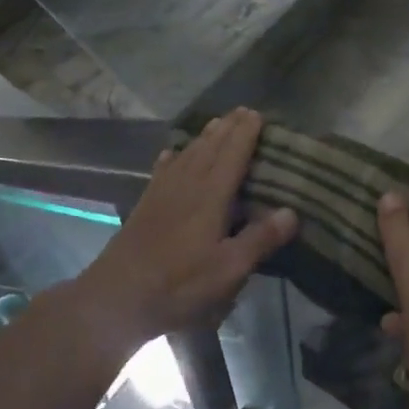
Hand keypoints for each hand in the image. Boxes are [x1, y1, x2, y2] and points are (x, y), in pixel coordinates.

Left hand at [73, 108, 296, 353]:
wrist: (117, 297)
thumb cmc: (179, 285)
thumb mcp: (228, 269)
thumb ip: (259, 239)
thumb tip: (291, 211)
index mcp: (210, 197)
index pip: (232, 156)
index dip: (246, 135)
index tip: (257, 114)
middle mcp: (186, 186)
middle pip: (209, 149)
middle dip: (227, 129)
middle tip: (242, 111)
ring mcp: (162, 194)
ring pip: (187, 155)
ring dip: (203, 137)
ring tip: (216, 123)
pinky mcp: (145, 206)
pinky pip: (162, 171)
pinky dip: (172, 158)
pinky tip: (171, 153)